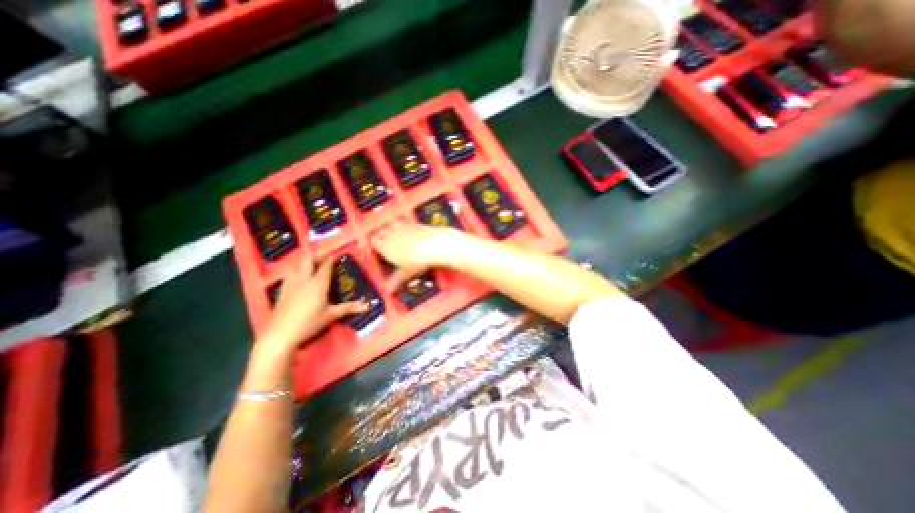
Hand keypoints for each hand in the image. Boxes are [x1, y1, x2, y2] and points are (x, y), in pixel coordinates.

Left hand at [255, 259, 366, 353]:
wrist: (281, 333)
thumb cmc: (309, 322)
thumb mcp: (331, 315)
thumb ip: (349, 307)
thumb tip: (367, 305)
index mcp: (319, 282)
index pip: (326, 265)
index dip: (331, 259)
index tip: (336, 256)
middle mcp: (304, 278)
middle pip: (308, 259)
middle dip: (316, 256)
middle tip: (324, 258)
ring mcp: (291, 283)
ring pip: (296, 264)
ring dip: (304, 261)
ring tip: (311, 264)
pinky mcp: (282, 289)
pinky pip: (289, 273)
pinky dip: (295, 269)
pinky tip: (298, 276)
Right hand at [367, 222, 465, 290]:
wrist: (434, 245)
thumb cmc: (418, 260)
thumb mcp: (406, 273)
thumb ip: (395, 281)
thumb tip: (388, 290)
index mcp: (385, 247)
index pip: (373, 242)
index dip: (375, 247)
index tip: (378, 252)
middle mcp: (391, 235)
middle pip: (380, 233)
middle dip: (381, 238)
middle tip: (386, 246)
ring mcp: (403, 228)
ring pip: (391, 226)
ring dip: (391, 230)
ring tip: (396, 238)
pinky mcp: (414, 224)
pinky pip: (404, 224)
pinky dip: (404, 227)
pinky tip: (410, 233)